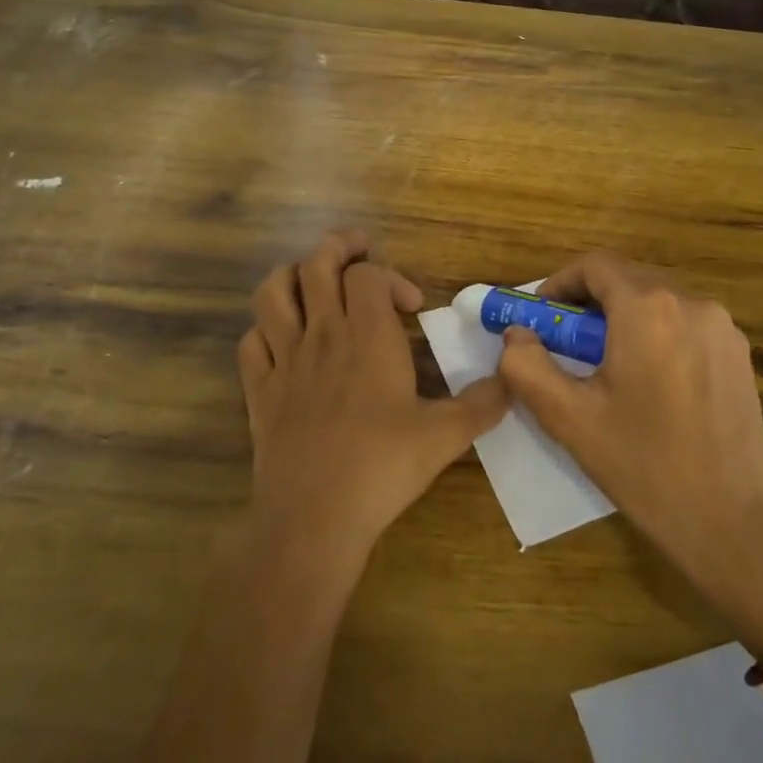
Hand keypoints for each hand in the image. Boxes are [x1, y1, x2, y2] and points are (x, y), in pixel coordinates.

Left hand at [238, 230, 508, 568]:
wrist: (314, 516)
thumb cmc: (382, 467)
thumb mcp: (445, 436)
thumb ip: (483, 404)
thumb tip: (511, 381)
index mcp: (367, 336)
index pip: (368, 274)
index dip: (391, 276)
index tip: (411, 306)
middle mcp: (322, 334)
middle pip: (316, 263)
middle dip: (339, 247)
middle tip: (359, 251)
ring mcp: (283, 359)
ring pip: (272, 291)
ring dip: (293, 275)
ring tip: (314, 282)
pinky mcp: (259, 388)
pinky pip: (252, 340)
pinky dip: (266, 329)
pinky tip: (284, 341)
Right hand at [495, 252, 762, 656]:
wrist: (732, 522)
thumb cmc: (643, 465)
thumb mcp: (568, 417)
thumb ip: (527, 366)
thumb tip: (517, 335)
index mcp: (648, 309)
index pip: (594, 265)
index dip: (559, 284)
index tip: (540, 319)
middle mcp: (692, 303)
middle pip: (626, 279)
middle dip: (588, 303)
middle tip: (564, 346)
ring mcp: (723, 327)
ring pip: (657, 301)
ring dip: (622, 319)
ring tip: (604, 369)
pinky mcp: (739, 354)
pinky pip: (684, 324)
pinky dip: (655, 335)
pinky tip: (647, 383)